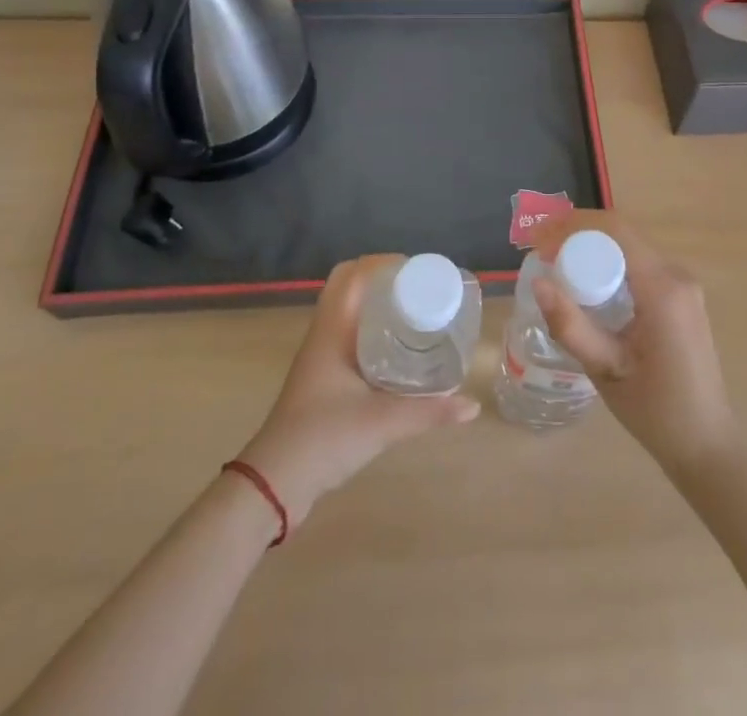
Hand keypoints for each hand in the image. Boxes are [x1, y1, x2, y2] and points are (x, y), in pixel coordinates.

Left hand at [236, 256, 478, 524]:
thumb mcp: (382, 423)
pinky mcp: (323, 376)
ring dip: (376, 301)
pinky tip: (397, 346)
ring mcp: (320, 355)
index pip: (352, 274)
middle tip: (419, 289)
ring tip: (415, 309)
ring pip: (348, 309)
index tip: (419, 271)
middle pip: (349, 285)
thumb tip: (472, 405)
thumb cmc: (324, 438)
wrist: (275, 483)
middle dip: (383, 279)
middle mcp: (323, 333)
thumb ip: (429, 412)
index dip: (384, 263)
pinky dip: (371, 326)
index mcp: (331, 329)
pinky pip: (348, 332)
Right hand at [531, 214, 738, 476]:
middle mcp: (677, 276)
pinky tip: (587, 287)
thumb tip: (538, 282)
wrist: (706, 444)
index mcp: (663, 289)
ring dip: (592, 251)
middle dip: (577, 236)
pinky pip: (639, 266)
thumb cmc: (656, 412)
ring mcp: (683, 285)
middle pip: (621, 236)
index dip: (573, 225)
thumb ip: (572, 326)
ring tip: (556, 267)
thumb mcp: (606, 370)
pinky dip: (609, 267)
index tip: (538, 239)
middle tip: (540, 254)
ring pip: (629, 249)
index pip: (616, 230)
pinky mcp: (682, 297)